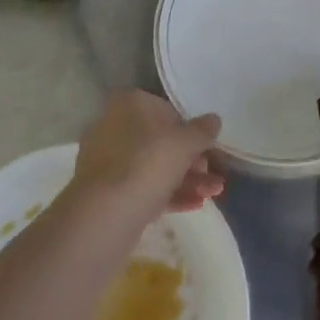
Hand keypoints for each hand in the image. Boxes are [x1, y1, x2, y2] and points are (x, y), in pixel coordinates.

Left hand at [70, 89, 223, 222]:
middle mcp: (114, 127)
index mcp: (129, 104)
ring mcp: (107, 161)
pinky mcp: (106, 192)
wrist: (105, 214)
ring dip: (186, 179)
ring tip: (213, 194)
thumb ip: (203, 130)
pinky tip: (195, 205)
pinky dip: (169, 195)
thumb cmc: (148, 163)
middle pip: (161, 141)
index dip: (191, 129)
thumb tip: (214, 119)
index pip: (166, 110)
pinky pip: (143, 188)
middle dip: (192, 160)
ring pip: (153, 167)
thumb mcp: (186, 142)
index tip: (208, 147)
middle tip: (214, 176)